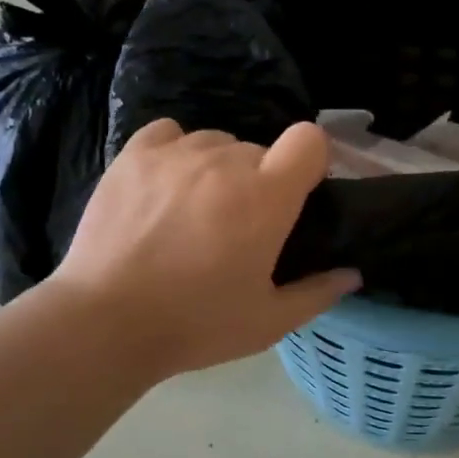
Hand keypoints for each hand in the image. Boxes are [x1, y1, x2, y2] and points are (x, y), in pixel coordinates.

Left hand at [52, 120, 360, 378]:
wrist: (106, 322)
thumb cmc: (196, 324)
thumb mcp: (268, 321)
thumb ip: (317, 293)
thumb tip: (352, 274)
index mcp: (266, 196)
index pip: (310, 140)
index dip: (311, 161)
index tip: (298, 194)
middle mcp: (225, 160)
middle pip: (258, 150)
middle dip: (258, 181)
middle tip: (238, 227)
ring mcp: (176, 153)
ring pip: (215, 142)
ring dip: (217, 169)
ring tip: (195, 210)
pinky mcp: (134, 155)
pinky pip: (170, 133)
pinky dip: (176, 152)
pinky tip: (165, 185)